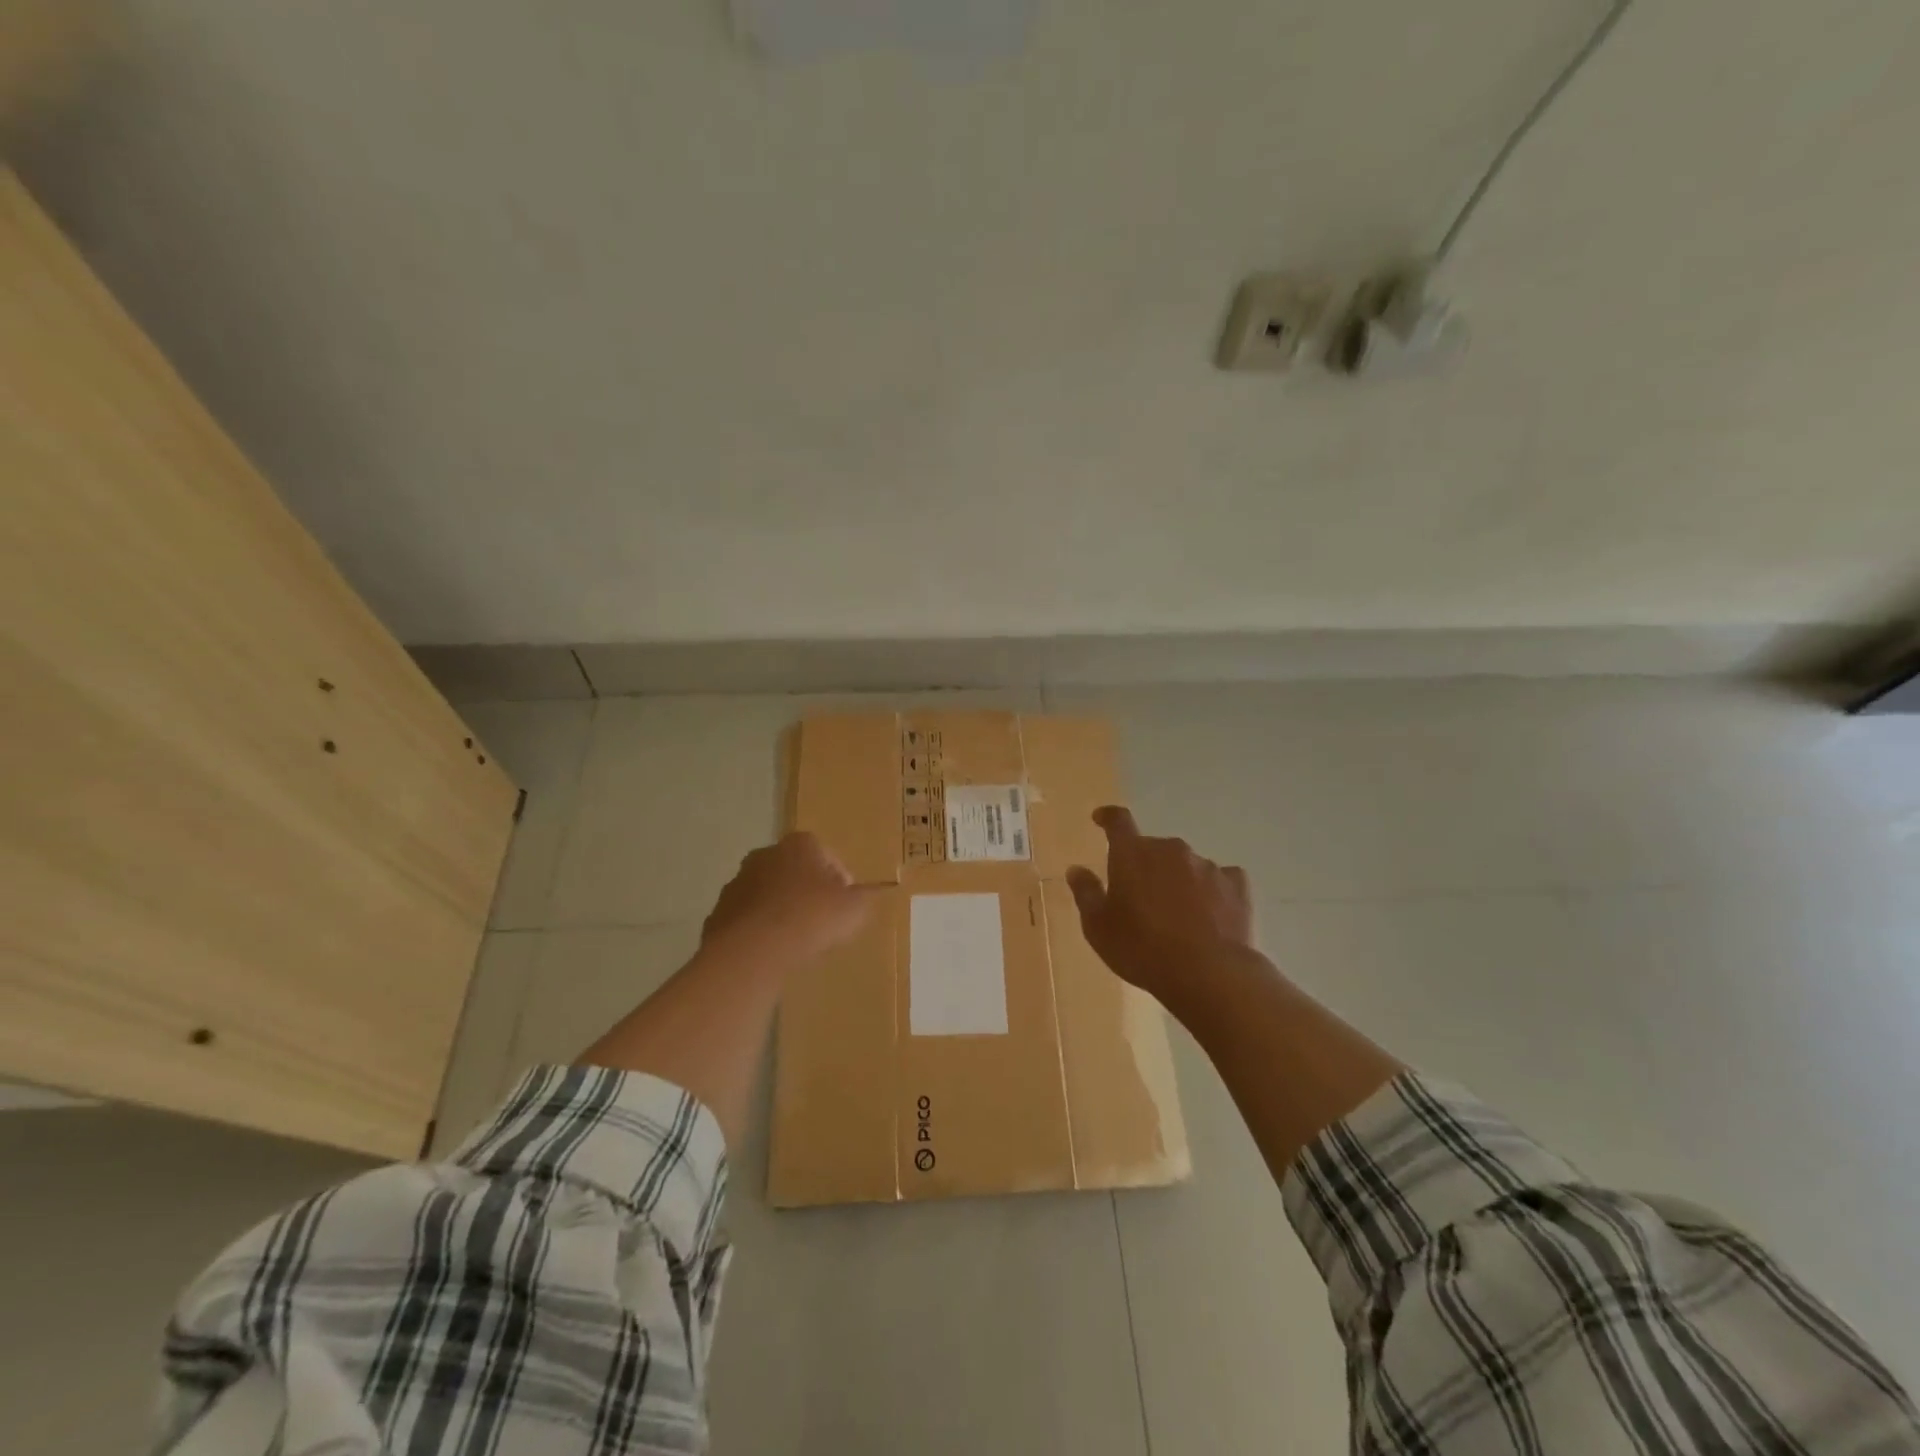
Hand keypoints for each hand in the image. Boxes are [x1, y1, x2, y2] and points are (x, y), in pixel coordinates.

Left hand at [701, 832, 875, 966]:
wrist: (753, 950)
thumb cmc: (811, 918)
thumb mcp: (855, 909)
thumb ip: (863, 898)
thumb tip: (863, 896)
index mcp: (800, 845)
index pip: (826, 854)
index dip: (839, 880)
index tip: (845, 904)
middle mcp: (766, 854)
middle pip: (794, 871)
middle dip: (807, 891)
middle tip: (822, 921)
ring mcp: (738, 882)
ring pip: (768, 893)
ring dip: (781, 910)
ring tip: (796, 941)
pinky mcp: (720, 911)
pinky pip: (748, 918)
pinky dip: (759, 930)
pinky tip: (771, 951)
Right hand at [1066, 806, 1254, 1000]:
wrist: (1208, 974)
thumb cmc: (1142, 949)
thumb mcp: (1098, 928)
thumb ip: (1086, 893)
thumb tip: (1077, 870)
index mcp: (1132, 854)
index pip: (1118, 822)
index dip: (1108, 818)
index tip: (1101, 819)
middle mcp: (1170, 850)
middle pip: (1152, 848)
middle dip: (1144, 865)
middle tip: (1139, 898)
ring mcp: (1206, 865)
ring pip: (1185, 865)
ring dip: (1177, 880)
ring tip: (1176, 915)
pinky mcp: (1236, 885)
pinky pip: (1219, 879)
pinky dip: (1211, 890)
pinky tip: (1210, 914)